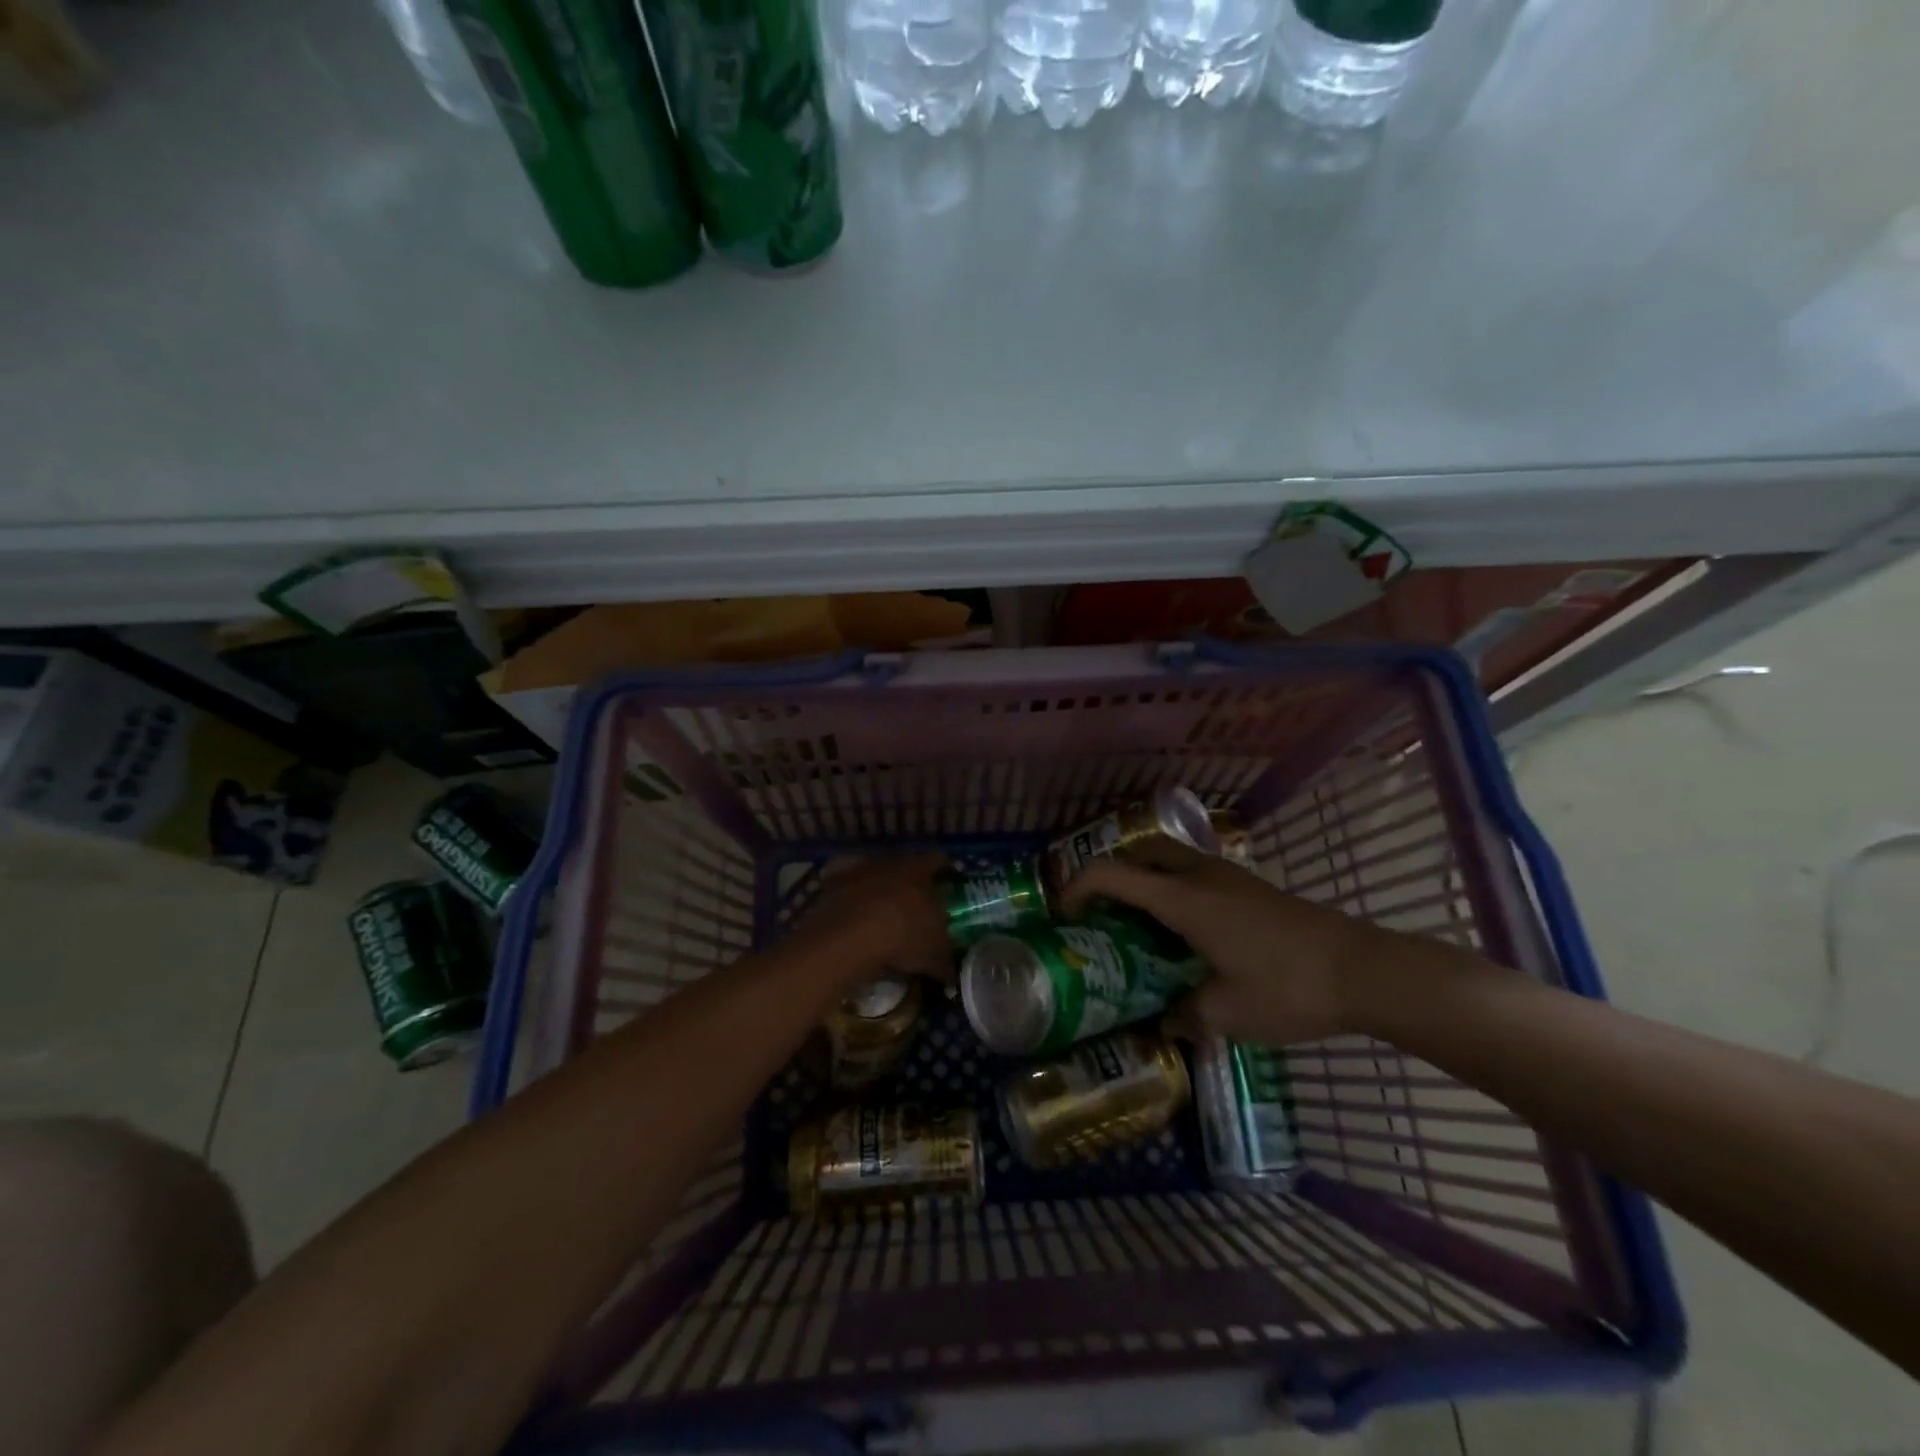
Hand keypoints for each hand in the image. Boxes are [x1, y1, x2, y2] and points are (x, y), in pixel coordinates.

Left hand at [795, 855, 951, 986]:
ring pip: (872, 874)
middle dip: (909, 882)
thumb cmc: (904, 937)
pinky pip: (842, 887)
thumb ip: (945, 962)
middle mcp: (889, 862)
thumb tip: (952, 976)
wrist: (850, 936)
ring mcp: (857, 870)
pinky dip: (847, 898)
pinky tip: (851, 917)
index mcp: (919, 871)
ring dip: (877, 889)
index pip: (937, 859)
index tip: (948, 882)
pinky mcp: (830, 883)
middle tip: (915, 904)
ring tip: (880, 914)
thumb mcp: (934, 955)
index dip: (944, 870)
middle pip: (903, 866)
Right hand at [1058, 844, 1384, 1044]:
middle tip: (1101, 914)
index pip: (1112, 874)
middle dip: (1111, 875)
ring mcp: (1228, 876)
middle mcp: (1200, 876)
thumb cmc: (1288, 988)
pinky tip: (1185, 933)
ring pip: (1169, 859)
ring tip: (1139, 925)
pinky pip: (1194, 873)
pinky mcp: (1250, 887)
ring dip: (1145, 880)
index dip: (1077, 887)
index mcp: (1183, 899)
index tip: (1064, 916)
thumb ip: (1185, 1018)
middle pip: (1139, 853)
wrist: (1364, 970)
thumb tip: (1164, 1024)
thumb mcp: (1228, 1014)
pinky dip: (1174, 889)